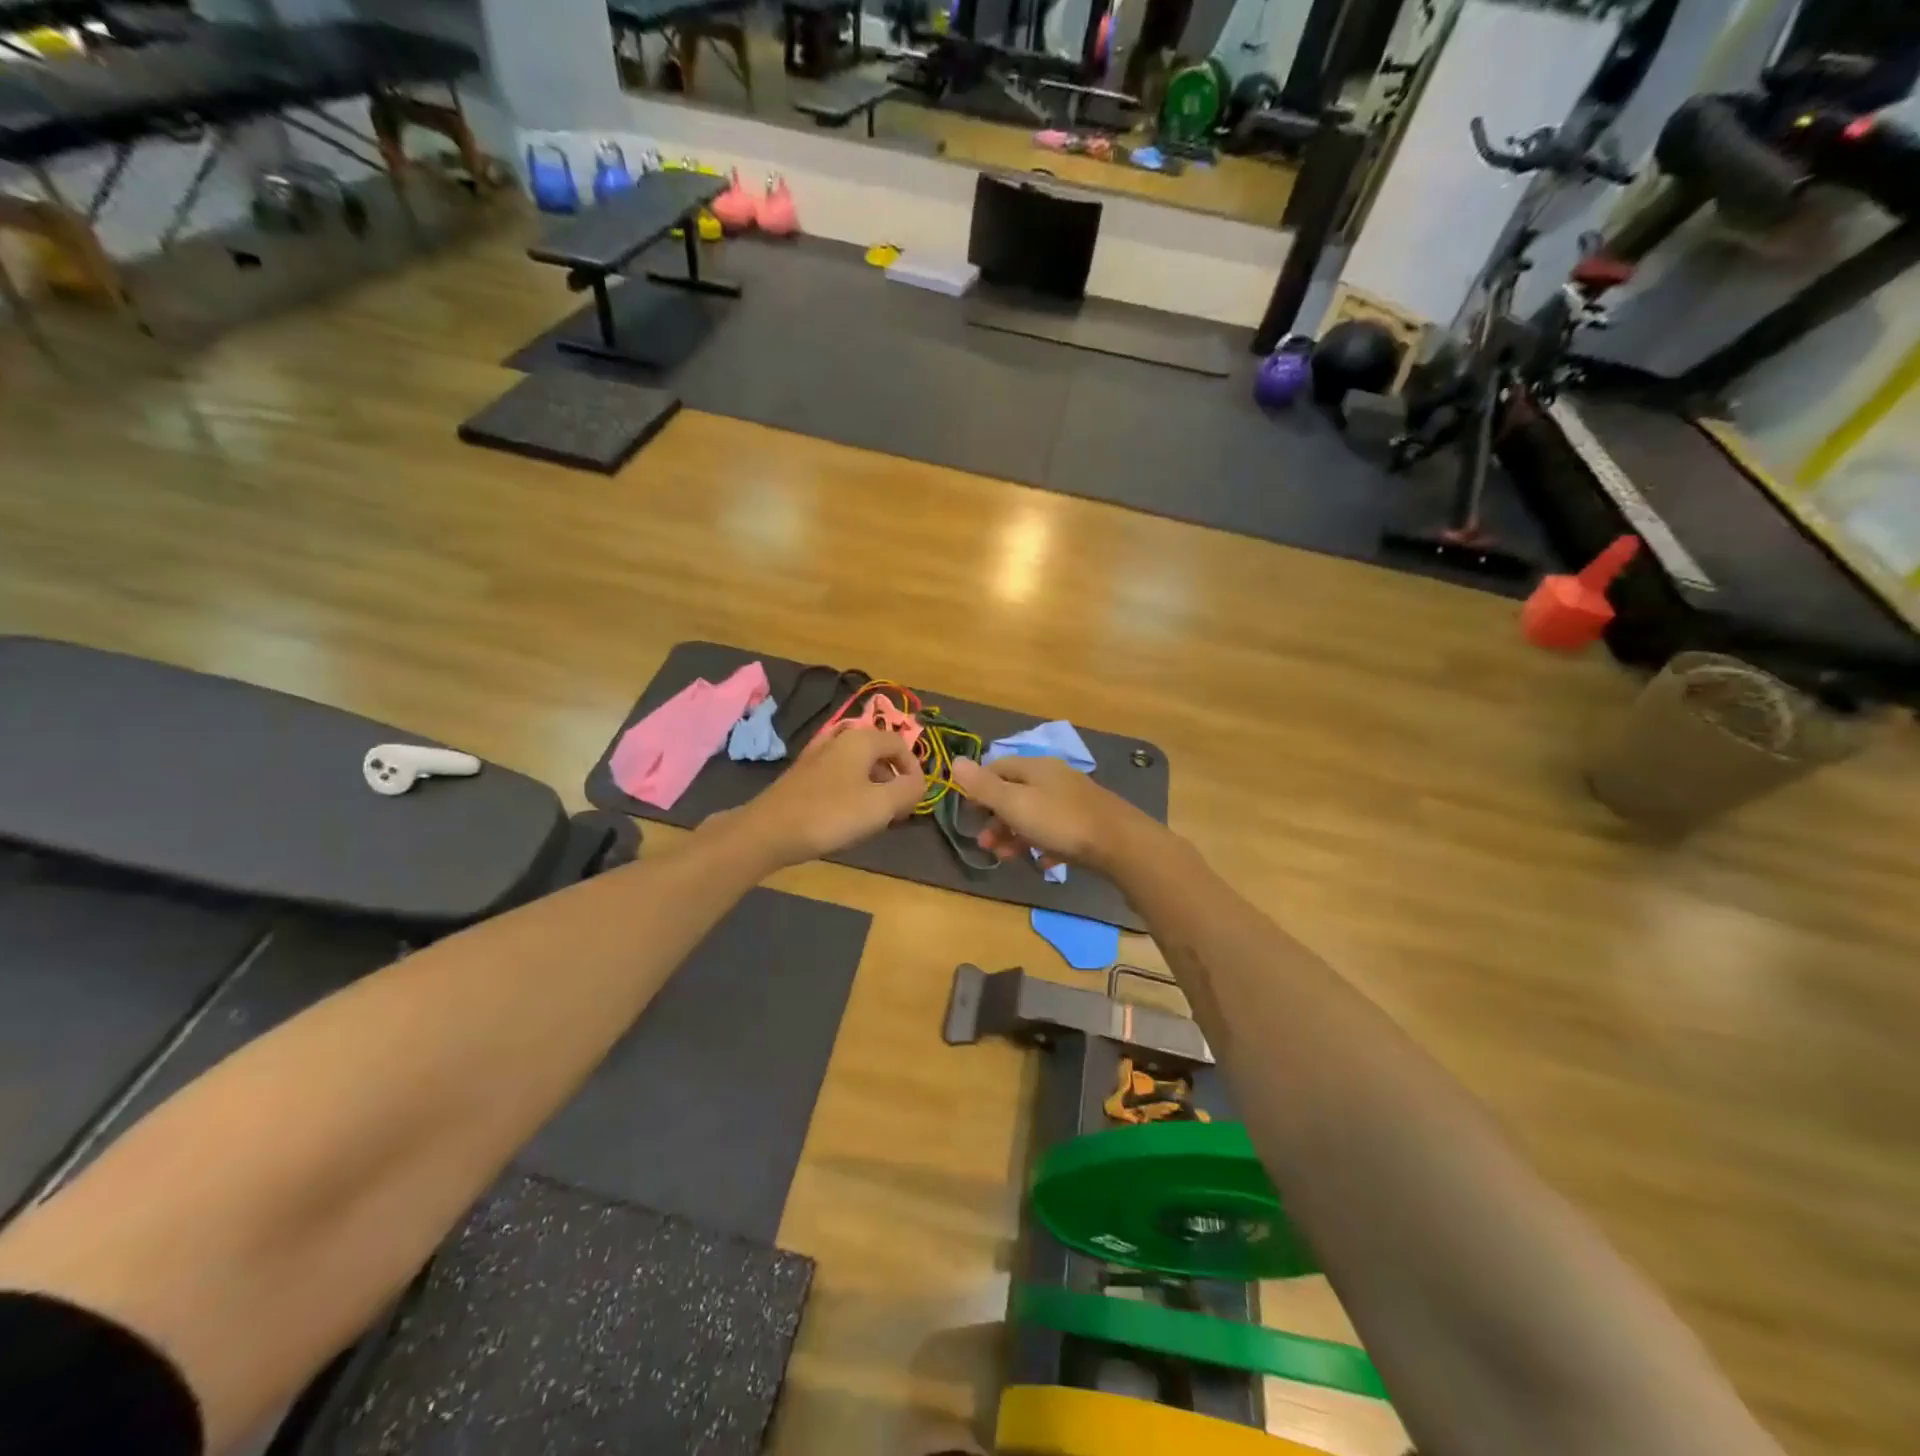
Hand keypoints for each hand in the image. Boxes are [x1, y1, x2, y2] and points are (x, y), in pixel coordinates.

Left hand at [730, 726, 926, 867]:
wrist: (769, 831)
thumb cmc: (831, 815)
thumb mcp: (881, 805)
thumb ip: (909, 790)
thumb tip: (919, 783)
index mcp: (861, 739)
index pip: (901, 744)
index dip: (914, 770)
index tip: (914, 800)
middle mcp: (840, 739)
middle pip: (880, 753)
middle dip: (893, 780)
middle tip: (895, 812)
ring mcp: (818, 755)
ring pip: (859, 766)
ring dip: (874, 788)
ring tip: (873, 818)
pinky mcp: (803, 774)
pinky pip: (840, 776)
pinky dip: (852, 792)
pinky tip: (846, 817)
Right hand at [949, 755, 1155, 875]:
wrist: (1120, 844)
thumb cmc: (1061, 822)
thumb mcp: (1015, 804)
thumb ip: (984, 786)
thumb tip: (955, 761)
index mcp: (1035, 768)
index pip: (997, 767)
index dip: (978, 787)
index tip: (968, 812)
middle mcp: (1055, 778)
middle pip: (1016, 793)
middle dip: (996, 818)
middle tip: (985, 844)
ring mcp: (1074, 800)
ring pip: (1036, 814)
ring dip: (1016, 835)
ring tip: (1007, 858)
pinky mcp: (1089, 823)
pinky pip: (1058, 832)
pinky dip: (1044, 845)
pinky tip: (1043, 862)